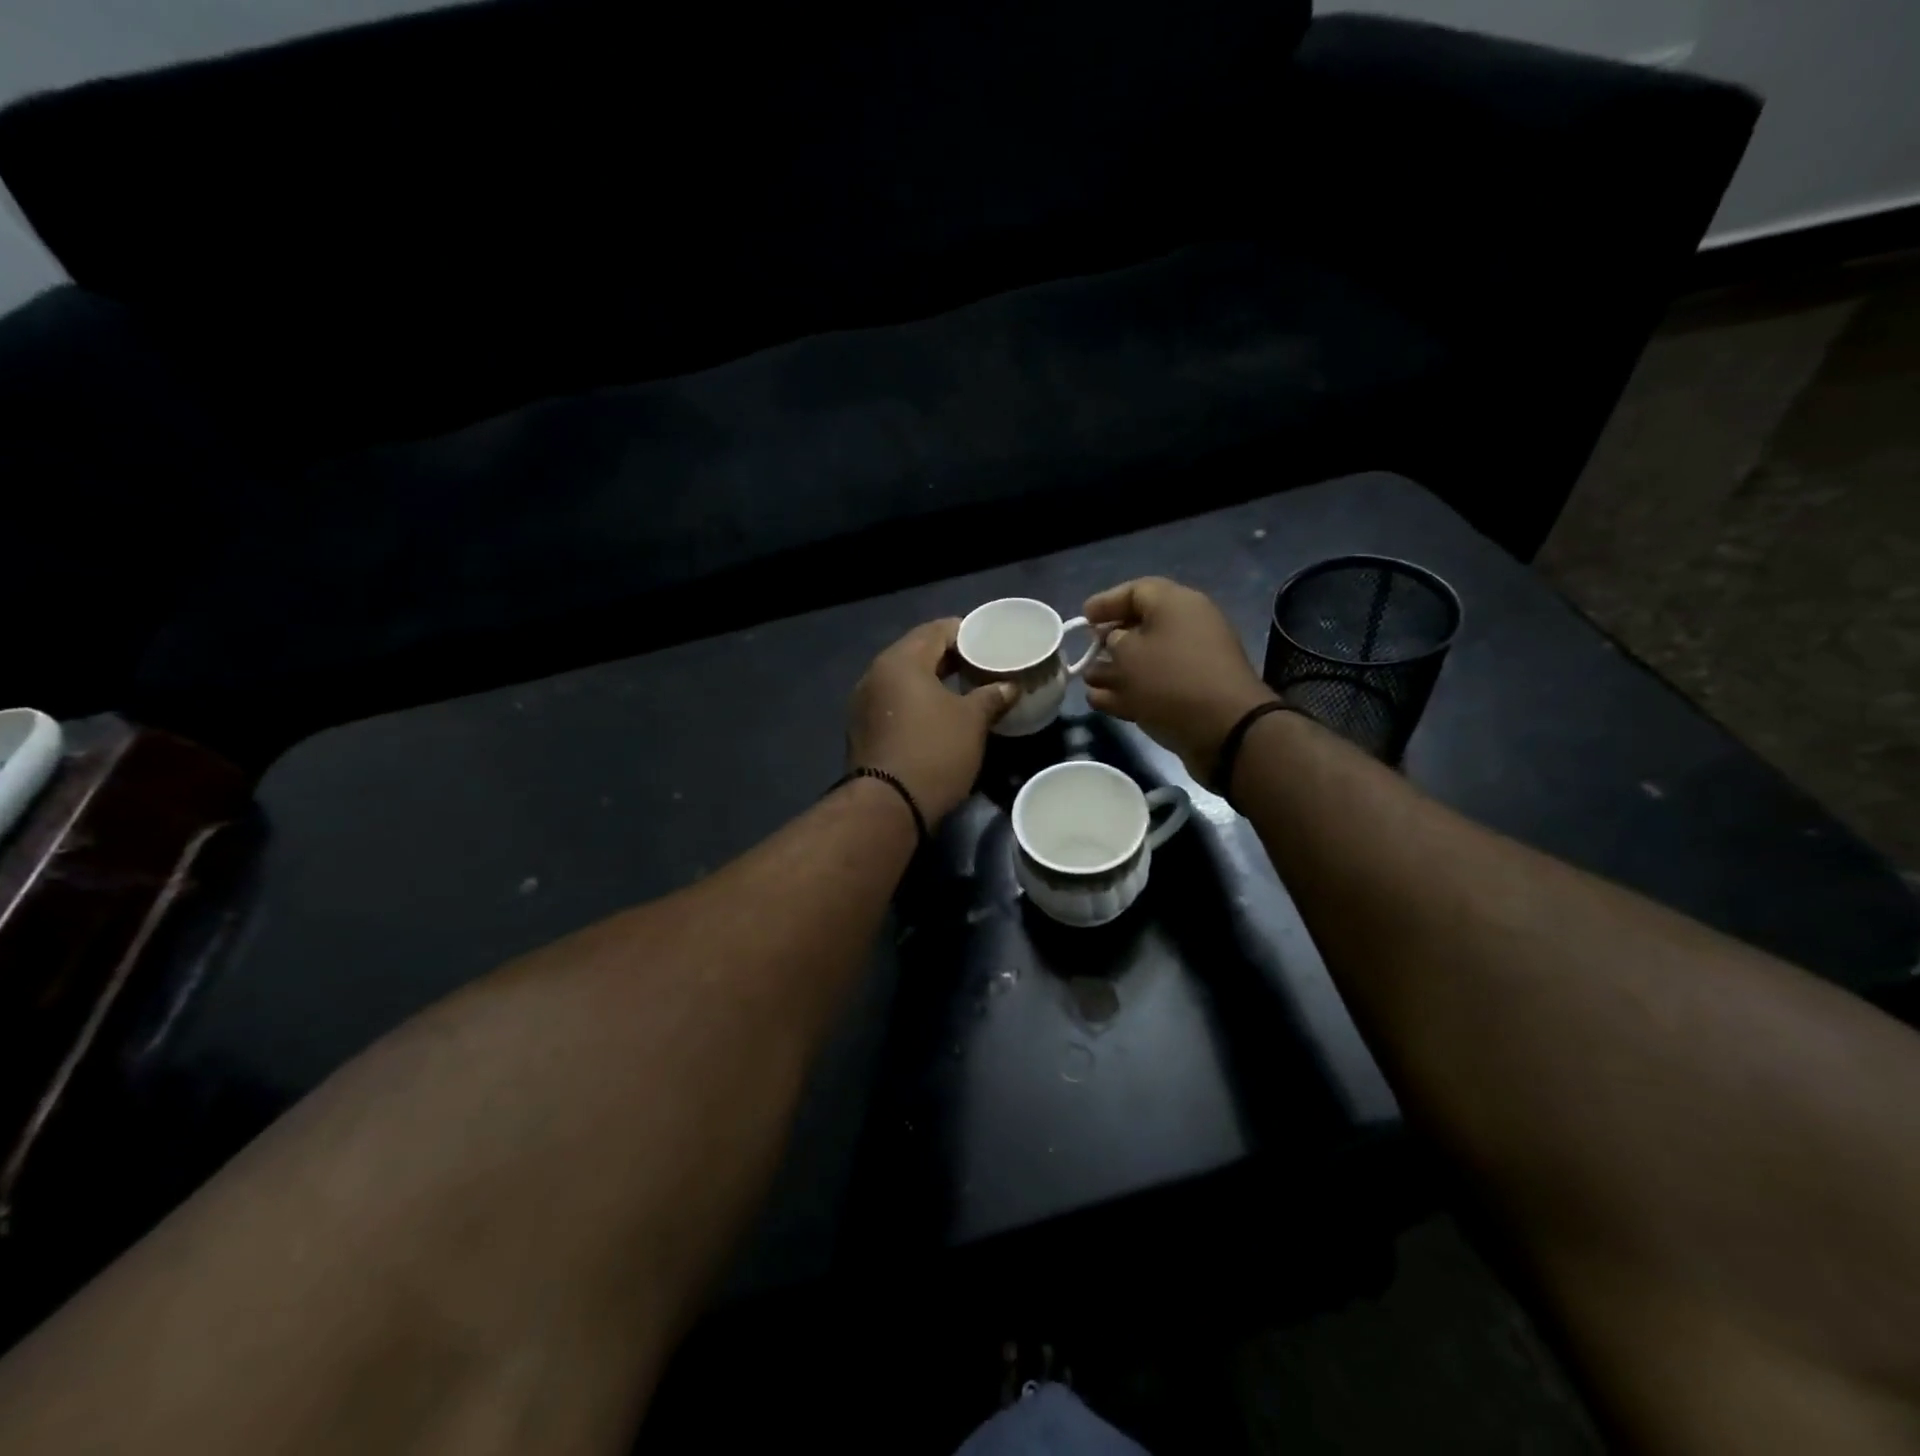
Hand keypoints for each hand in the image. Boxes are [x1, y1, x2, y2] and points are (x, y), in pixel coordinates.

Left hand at [847, 619, 1016, 823]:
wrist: (887, 806)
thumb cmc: (934, 751)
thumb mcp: (972, 721)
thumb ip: (992, 696)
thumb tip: (1009, 686)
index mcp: (900, 661)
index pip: (936, 630)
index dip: (967, 632)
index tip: (991, 641)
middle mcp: (876, 675)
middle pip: (918, 653)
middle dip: (952, 657)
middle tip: (983, 665)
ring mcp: (865, 704)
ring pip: (906, 680)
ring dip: (934, 681)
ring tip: (966, 689)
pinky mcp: (864, 730)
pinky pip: (896, 703)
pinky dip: (918, 702)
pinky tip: (941, 715)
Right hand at [1083, 578, 1276, 782]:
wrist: (1225, 730)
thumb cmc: (1171, 679)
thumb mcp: (1129, 653)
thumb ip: (1113, 641)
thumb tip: (1114, 641)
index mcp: (1177, 605)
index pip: (1137, 591)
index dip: (1106, 602)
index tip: (1083, 618)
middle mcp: (1186, 628)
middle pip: (1141, 626)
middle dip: (1108, 640)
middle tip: (1085, 650)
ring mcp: (1190, 664)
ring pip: (1145, 661)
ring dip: (1113, 670)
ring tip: (1085, 681)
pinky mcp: (1189, 696)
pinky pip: (1152, 686)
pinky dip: (1126, 691)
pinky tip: (1098, 701)